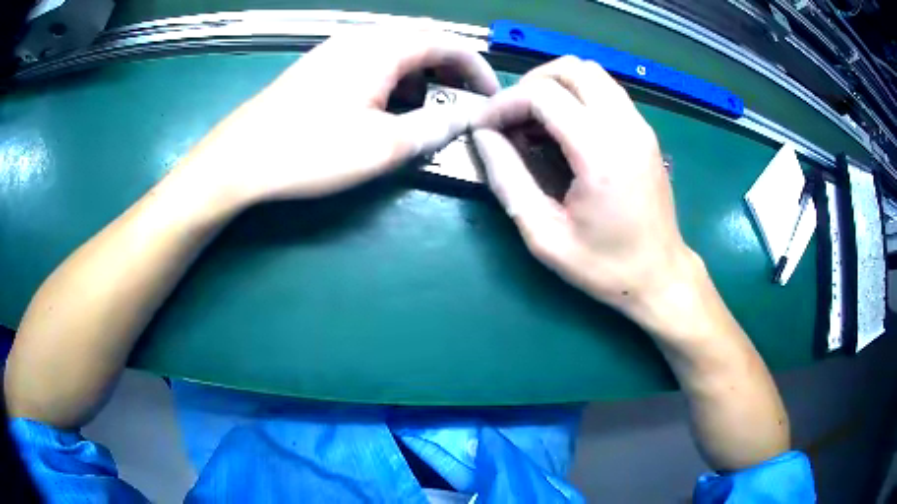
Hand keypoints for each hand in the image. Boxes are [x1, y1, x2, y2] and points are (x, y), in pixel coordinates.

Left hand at [180, 28, 499, 206]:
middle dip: (450, 70)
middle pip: (423, 41)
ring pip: (396, 50)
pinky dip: (393, 78)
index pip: (448, 43)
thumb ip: (435, 126)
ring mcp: (338, 48)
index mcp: (383, 47)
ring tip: (425, 108)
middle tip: (463, 101)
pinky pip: (372, 60)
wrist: (242, 158)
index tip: (491, 96)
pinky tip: (385, 106)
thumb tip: (466, 117)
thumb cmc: (311, 150)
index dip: (477, 68)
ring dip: (421, 75)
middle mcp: (362, 37)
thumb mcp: (384, 146)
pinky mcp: (321, 64)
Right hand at [471, 56, 696, 314]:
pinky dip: (577, 93)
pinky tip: (564, 126)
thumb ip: (509, 180)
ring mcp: (640, 125)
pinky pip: (606, 89)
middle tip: (510, 118)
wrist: (660, 276)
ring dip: (554, 84)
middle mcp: (625, 127)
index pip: (543, 95)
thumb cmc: (605, 265)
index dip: (504, 103)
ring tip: (534, 119)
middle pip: (570, 68)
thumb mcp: (545, 236)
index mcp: (600, 155)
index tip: (484, 126)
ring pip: (591, 72)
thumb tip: (484, 137)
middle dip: (529, 84)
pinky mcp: (645, 130)